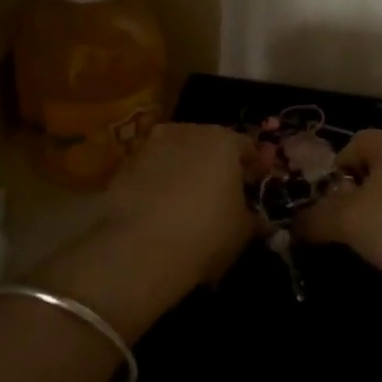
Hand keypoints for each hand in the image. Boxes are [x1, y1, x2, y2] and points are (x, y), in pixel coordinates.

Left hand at [102, 123, 253, 287]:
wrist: (138, 250)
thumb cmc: (204, 234)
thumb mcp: (242, 232)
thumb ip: (253, 218)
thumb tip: (259, 219)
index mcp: (223, 140)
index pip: (247, 146)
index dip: (254, 167)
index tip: (255, 186)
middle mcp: (186, 131)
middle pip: (208, 144)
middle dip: (216, 165)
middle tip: (221, 194)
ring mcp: (150, 145)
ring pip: (176, 154)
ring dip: (184, 171)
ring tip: (187, 203)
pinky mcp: (123, 165)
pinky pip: (151, 170)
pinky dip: (158, 183)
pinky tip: (159, 210)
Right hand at [295, 129, 381, 287]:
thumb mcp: (345, 222)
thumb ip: (315, 220)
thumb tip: (292, 224)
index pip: (356, 141)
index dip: (337, 165)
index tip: (328, 196)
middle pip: (378, 165)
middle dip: (357, 190)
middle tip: (344, 219)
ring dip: (381, 209)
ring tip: (370, 239)